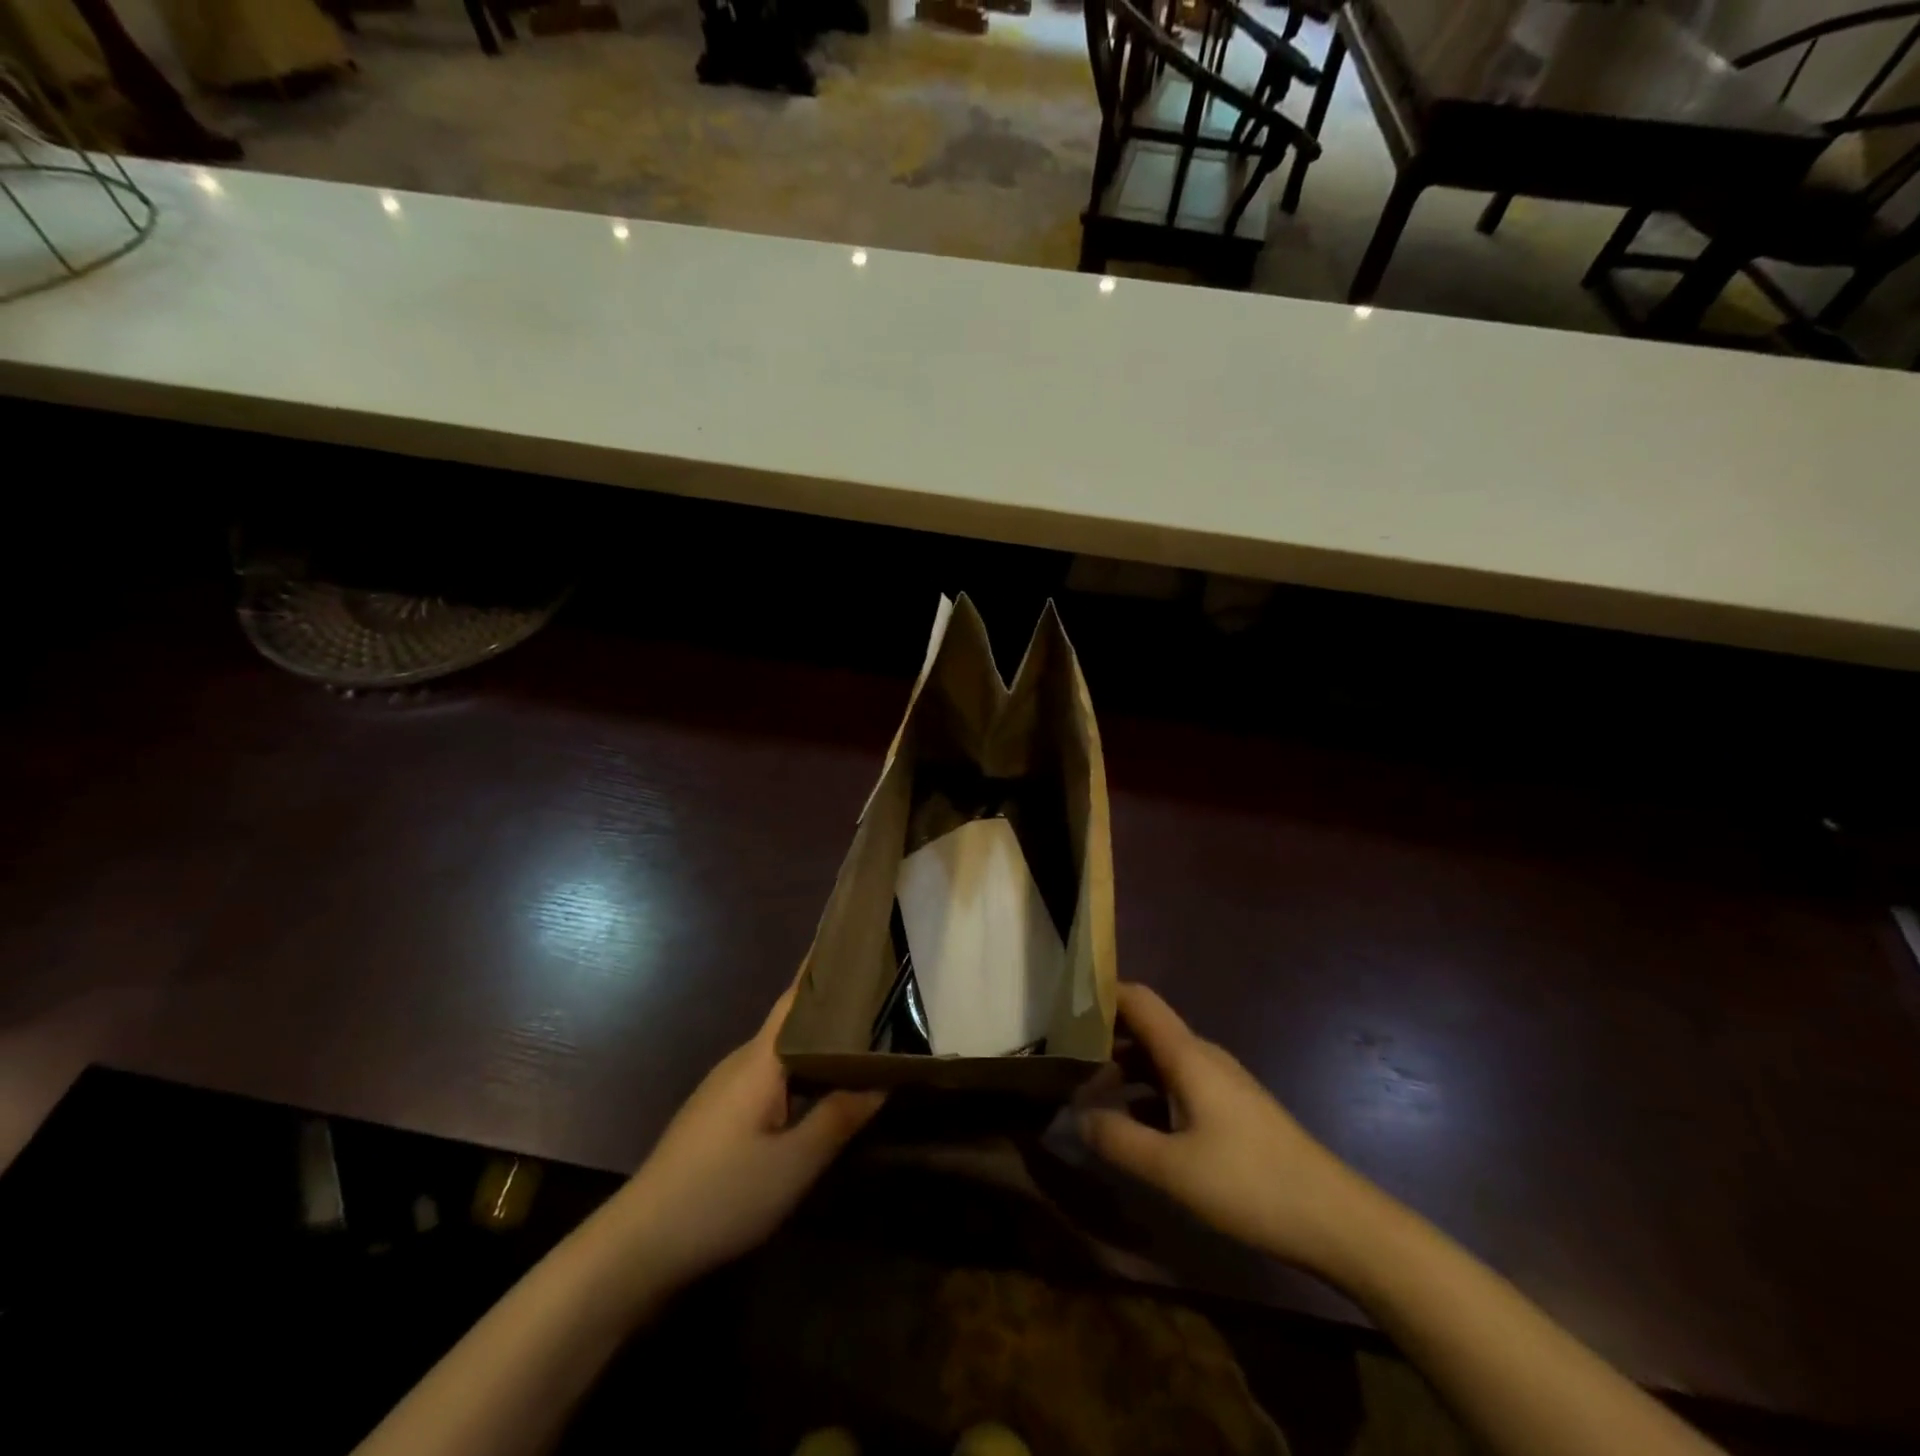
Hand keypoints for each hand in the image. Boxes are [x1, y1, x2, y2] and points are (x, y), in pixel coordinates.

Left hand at [616, 986, 884, 1289]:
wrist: (638, 1245)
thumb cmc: (721, 1194)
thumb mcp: (794, 1164)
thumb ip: (840, 1116)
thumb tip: (883, 1077)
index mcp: (761, 1059)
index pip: (798, 996)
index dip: (826, 967)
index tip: (858, 941)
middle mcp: (743, 1061)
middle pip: (795, 1021)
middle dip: (835, 1005)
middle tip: (884, 995)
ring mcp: (727, 1087)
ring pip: (784, 1051)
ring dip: (820, 1041)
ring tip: (866, 1037)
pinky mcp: (720, 1113)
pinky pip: (771, 1075)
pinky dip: (803, 1070)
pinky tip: (823, 1088)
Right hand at [1080, 982, 1372, 1274]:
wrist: (1336, 1219)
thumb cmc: (1250, 1184)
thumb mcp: (1172, 1169)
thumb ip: (1118, 1139)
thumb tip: (1078, 1117)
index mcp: (1187, 1055)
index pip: (1138, 999)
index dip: (1101, 992)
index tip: (1061, 1003)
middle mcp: (1202, 1056)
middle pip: (1144, 1028)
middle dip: (1102, 1039)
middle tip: (1062, 1061)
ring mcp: (1220, 1082)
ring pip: (1159, 1060)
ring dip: (1124, 1071)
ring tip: (1087, 1096)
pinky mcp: (1231, 1108)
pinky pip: (1177, 1084)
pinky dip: (1147, 1094)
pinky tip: (1133, 1126)